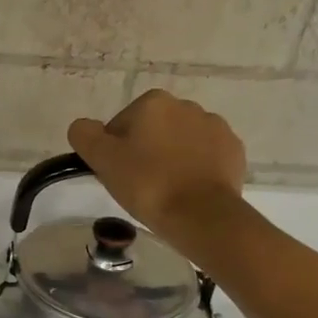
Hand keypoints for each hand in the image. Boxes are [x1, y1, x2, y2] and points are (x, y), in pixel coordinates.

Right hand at [68, 89, 247, 235]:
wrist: (201, 214)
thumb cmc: (147, 184)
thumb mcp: (102, 159)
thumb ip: (84, 135)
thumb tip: (84, 127)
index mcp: (153, 103)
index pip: (120, 125)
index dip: (114, 150)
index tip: (117, 174)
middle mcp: (186, 106)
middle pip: (152, 130)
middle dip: (145, 151)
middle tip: (138, 184)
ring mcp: (215, 127)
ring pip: (180, 142)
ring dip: (171, 159)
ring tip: (165, 190)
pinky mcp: (233, 151)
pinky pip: (205, 156)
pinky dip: (195, 169)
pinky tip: (187, 191)